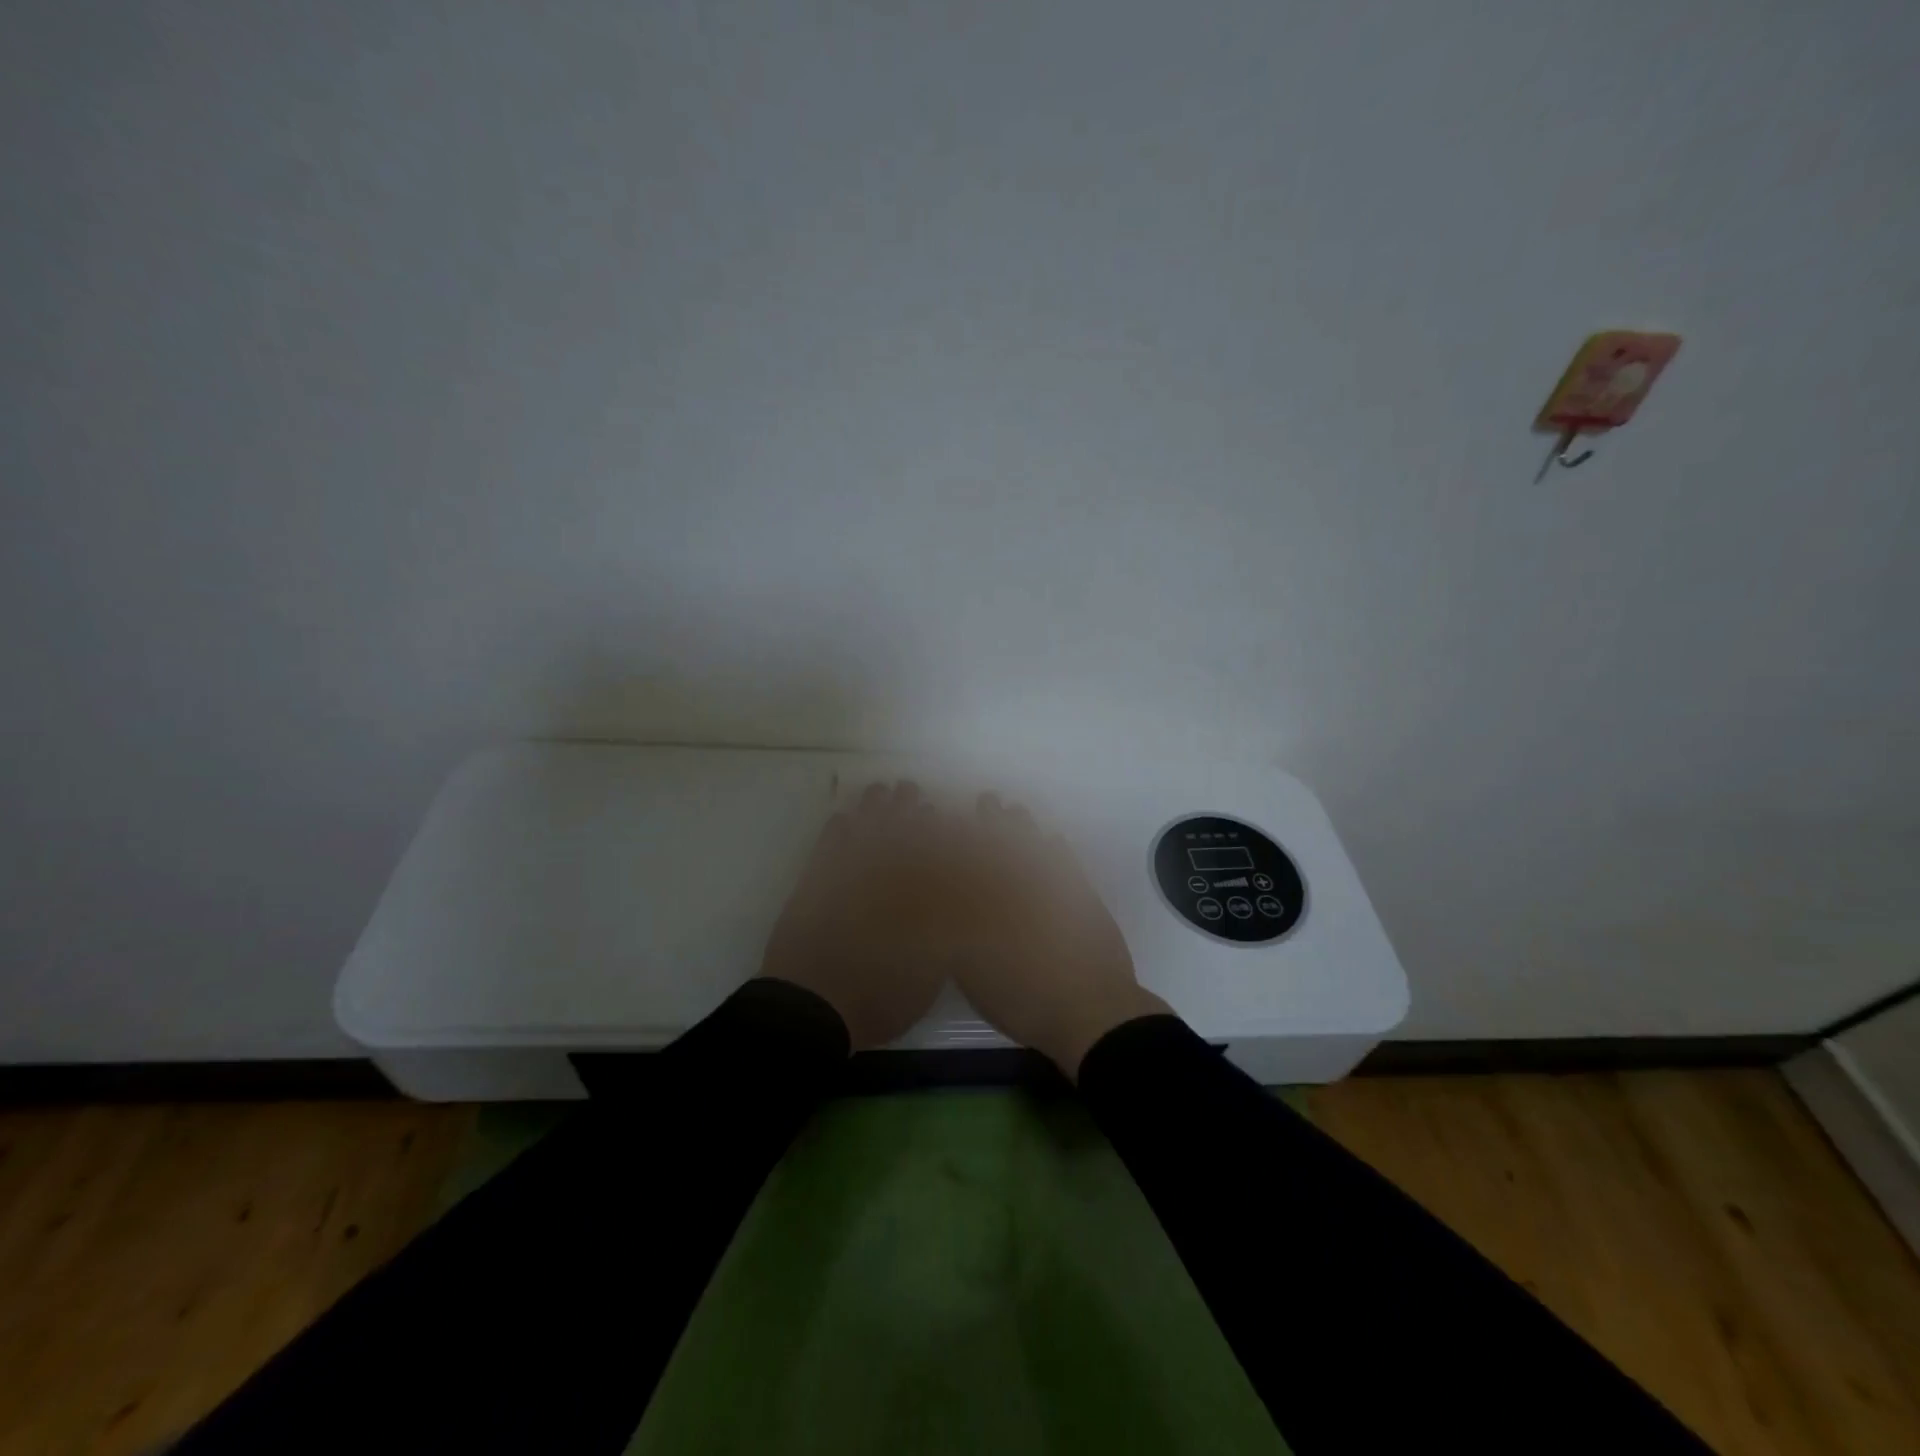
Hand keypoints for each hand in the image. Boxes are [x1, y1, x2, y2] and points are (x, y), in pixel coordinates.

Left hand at [759, 780, 953, 1051]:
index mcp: (911, 897)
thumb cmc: (878, 996)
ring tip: (880, 791)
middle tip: (910, 789)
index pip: (927, 851)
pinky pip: (827, 847)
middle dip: (905, 808)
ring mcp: (843, 878)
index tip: (938, 810)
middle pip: (895, 833)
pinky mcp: (813, 885)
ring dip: (873, 809)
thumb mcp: (929, 973)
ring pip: (862, 832)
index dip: (933, 828)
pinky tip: (842, 818)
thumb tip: (955, 903)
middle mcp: (879, 878)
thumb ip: (944, 935)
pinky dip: (836, 830)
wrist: (813, 1007)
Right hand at [950, 793, 1168, 1079]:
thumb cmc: (1025, 997)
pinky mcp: (1085, 899)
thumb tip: (948, 905)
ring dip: (1025, 828)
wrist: (1091, 1011)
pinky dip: (1059, 849)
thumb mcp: (975, 976)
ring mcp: (1059, 892)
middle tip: (988, 799)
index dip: (965, 834)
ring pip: (1038, 848)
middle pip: (1007, 845)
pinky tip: (1053, 839)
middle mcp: (1026, 888)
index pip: (977, 858)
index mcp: (997, 904)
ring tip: (1014, 810)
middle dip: (994, 820)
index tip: (954, 815)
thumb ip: (958, 938)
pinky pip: (1069, 864)